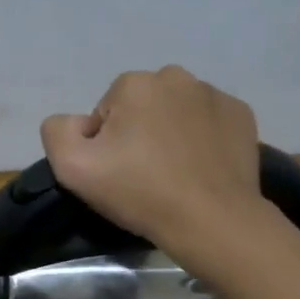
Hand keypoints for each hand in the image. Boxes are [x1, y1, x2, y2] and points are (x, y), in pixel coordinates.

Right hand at [40, 65, 266, 256]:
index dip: (105, 145)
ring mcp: (214, 94)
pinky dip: (202, 138)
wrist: (212, 221)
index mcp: (134, 84)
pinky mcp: (242, 115)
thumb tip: (78, 123)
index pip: (105, 113)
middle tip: (144, 174)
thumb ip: (57, 131)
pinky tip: (201, 168)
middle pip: (141, 107)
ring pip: (176, 112)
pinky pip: (208, 121)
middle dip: (138, 133)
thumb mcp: (72, 168)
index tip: (117, 173)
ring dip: (170, 134)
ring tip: (175, 173)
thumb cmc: (140, 192)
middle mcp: (176, 77)